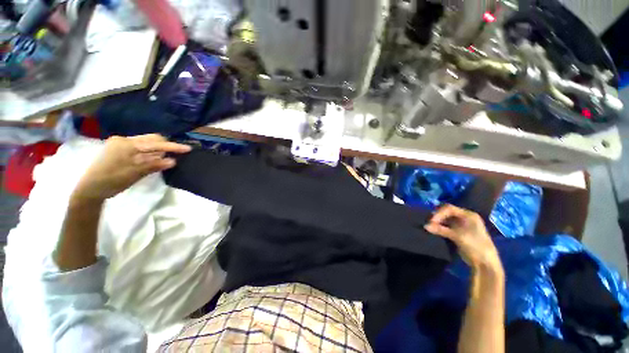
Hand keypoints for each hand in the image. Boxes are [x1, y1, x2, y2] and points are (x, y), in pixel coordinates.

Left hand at [73, 134, 190, 201]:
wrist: (89, 188)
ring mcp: (121, 143)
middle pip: (151, 139)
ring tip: (165, 158)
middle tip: (176, 154)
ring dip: (158, 149)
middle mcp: (124, 140)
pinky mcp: (119, 149)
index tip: (188, 149)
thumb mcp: (134, 174)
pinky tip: (153, 159)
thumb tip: (173, 161)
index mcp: (126, 144)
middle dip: (165, 146)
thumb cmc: (111, 181)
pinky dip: (149, 152)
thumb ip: (153, 165)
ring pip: (146, 142)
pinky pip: (140, 147)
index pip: (155, 143)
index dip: (172, 146)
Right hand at [425, 205, 501, 271]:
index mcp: (468, 215)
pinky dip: (440, 227)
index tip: (431, 221)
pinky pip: (446, 226)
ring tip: (430, 227)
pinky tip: (434, 230)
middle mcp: (465, 218)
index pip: (449, 208)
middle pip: (447, 212)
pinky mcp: (458, 232)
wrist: (485, 263)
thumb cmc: (475, 246)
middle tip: (429, 223)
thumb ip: (441, 230)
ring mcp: (462, 225)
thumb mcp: (458, 236)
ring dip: (437, 222)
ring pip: (445, 220)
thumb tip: (425, 226)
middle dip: (437, 217)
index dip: (439, 213)